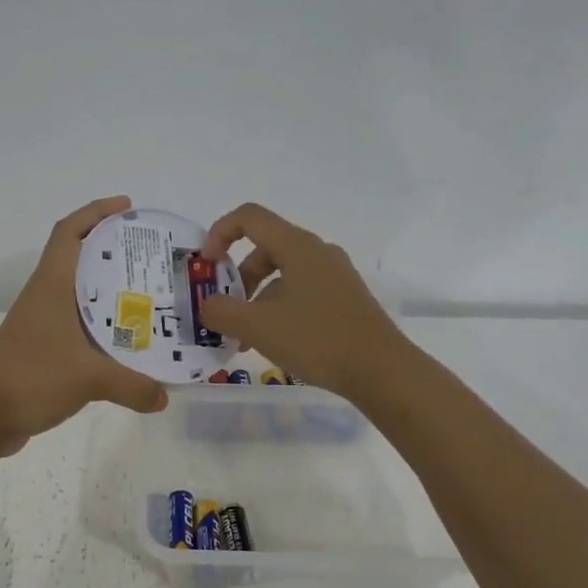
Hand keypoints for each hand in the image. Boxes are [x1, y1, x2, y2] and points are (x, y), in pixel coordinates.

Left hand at [0, 196, 169, 453]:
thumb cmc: (32, 378)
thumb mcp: (89, 379)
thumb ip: (133, 386)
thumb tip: (164, 397)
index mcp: (52, 286)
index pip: (69, 232)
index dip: (96, 212)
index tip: (128, 207)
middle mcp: (46, 297)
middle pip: (79, 259)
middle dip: (114, 251)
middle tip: (154, 257)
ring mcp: (42, 323)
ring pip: (80, 294)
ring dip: (109, 290)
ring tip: (150, 296)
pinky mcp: (44, 349)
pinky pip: (79, 325)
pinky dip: (102, 326)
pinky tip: (127, 341)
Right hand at [199, 203, 407, 401]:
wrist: (380, 370)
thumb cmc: (317, 339)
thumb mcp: (258, 327)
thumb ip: (222, 312)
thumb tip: (208, 305)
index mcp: (297, 246)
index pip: (249, 217)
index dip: (220, 233)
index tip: (207, 265)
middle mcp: (317, 252)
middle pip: (264, 249)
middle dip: (237, 278)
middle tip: (225, 312)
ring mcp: (334, 275)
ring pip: (282, 274)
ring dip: (256, 299)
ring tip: (245, 338)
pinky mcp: (344, 298)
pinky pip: (301, 292)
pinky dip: (278, 309)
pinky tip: (274, 342)